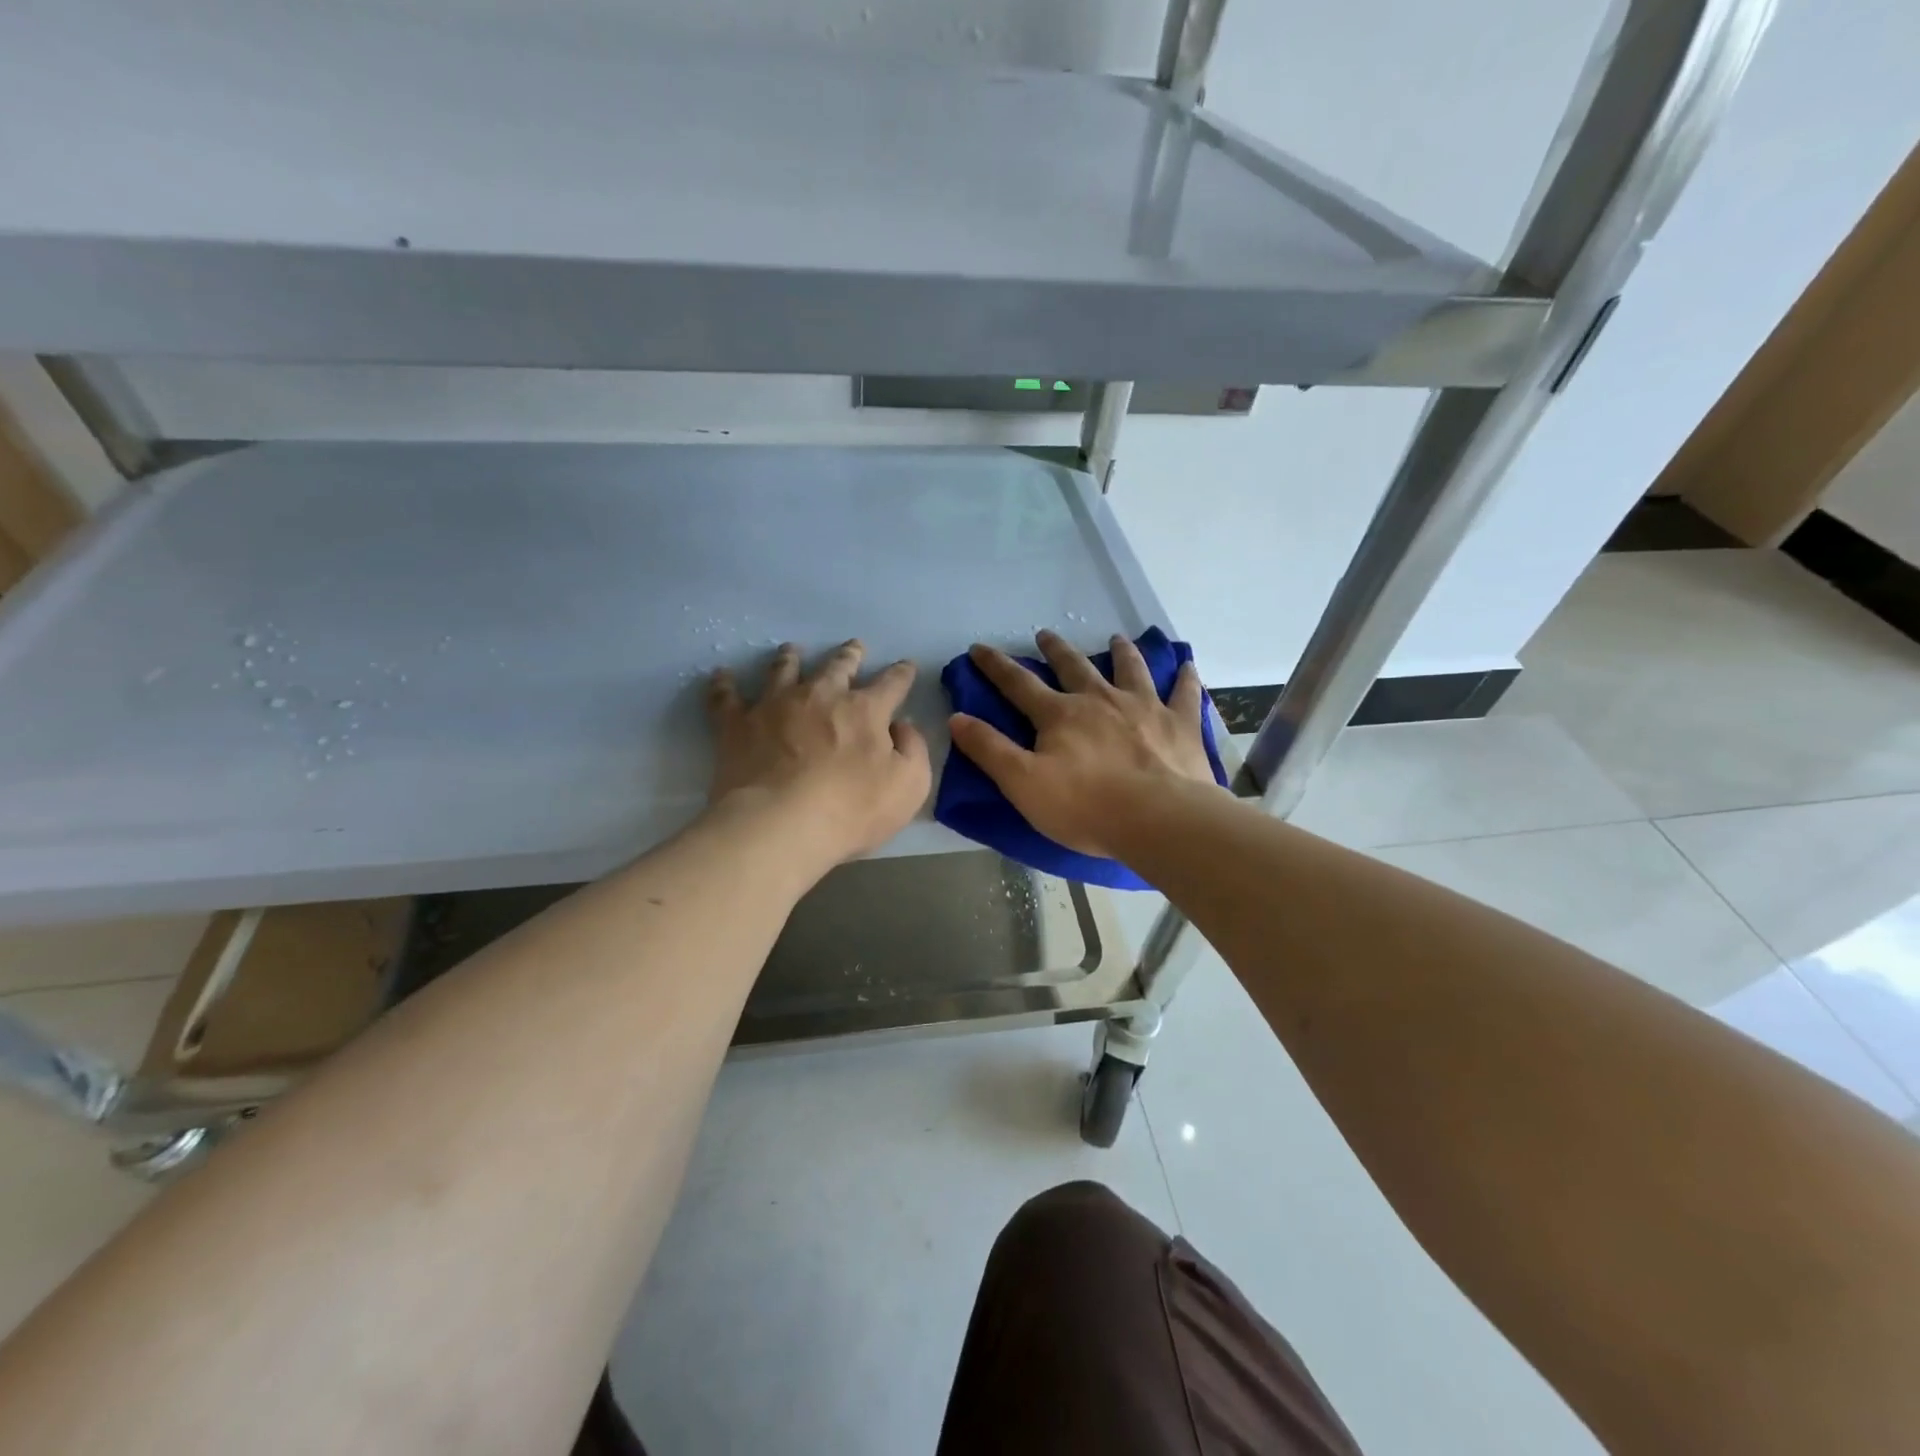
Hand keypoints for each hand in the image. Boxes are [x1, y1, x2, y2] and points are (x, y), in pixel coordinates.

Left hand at [707, 640, 930, 864]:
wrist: (780, 825)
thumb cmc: (852, 810)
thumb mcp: (910, 785)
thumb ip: (912, 749)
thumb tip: (901, 725)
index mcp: (865, 710)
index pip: (891, 684)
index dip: (901, 673)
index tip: (906, 665)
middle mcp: (821, 696)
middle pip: (837, 666)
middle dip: (849, 655)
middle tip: (853, 647)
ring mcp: (775, 706)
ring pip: (784, 670)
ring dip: (791, 658)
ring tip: (791, 650)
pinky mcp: (737, 724)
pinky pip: (727, 697)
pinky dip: (724, 684)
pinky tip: (721, 676)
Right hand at [949, 630, 1219, 858]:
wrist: (1159, 819)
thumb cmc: (1086, 807)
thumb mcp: (1023, 784)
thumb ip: (989, 750)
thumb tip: (956, 717)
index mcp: (1060, 715)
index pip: (1018, 684)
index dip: (995, 666)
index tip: (979, 647)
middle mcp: (1100, 699)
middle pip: (1073, 667)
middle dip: (1055, 650)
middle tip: (1045, 634)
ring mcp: (1144, 707)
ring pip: (1129, 669)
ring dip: (1120, 652)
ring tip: (1116, 639)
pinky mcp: (1179, 723)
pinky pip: (1184, 693)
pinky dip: (1184, 677)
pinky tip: (1186, 665)